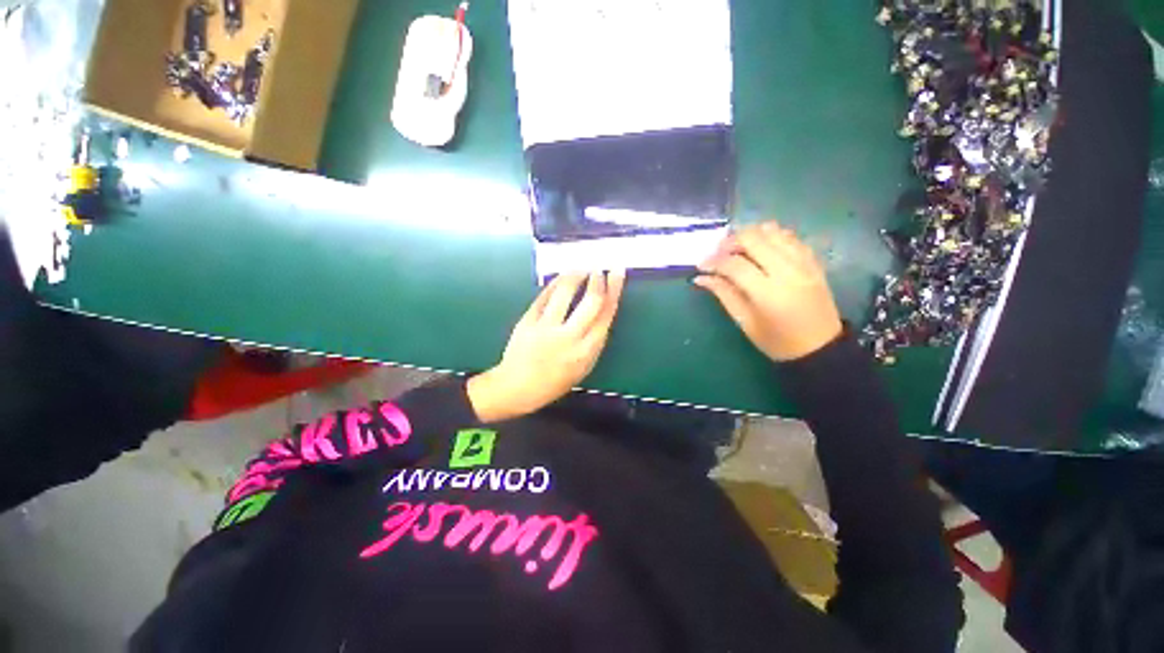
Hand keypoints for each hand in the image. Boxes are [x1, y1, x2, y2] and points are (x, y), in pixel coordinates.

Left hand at [468, 271, 625, 421]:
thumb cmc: (553, 382)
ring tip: (582, 268)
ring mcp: (546, 327)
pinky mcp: (527, 321)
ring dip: (576, 275)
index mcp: (586, 351)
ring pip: (565, 292)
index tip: (617, 274)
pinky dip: (555, 283)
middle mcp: (568, 337)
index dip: (614, 291)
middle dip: (599, 280)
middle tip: (600, 268)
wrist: (516, 387)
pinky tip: (562, 277)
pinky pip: (544, 296)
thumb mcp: (583, 368)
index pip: (606, 315)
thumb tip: (602, 313)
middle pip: (591, 301)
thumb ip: (594, 342)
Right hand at [695, 222, 842, 361]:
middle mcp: (787, 271)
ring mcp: (803, 262)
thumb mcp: (745, 322)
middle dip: (730, 242)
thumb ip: (724, 294)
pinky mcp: (813, 260)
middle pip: (753, 238)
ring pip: (772, 230)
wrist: (821, 347)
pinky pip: (789, 236)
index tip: (701, 266)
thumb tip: (701, 277)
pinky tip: (761, 249)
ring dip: (750, 236)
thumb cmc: (777, 341)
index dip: (713, 261)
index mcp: (768, 293)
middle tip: (718, 254)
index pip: (735, 264)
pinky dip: (770, 237)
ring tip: (738, 250)